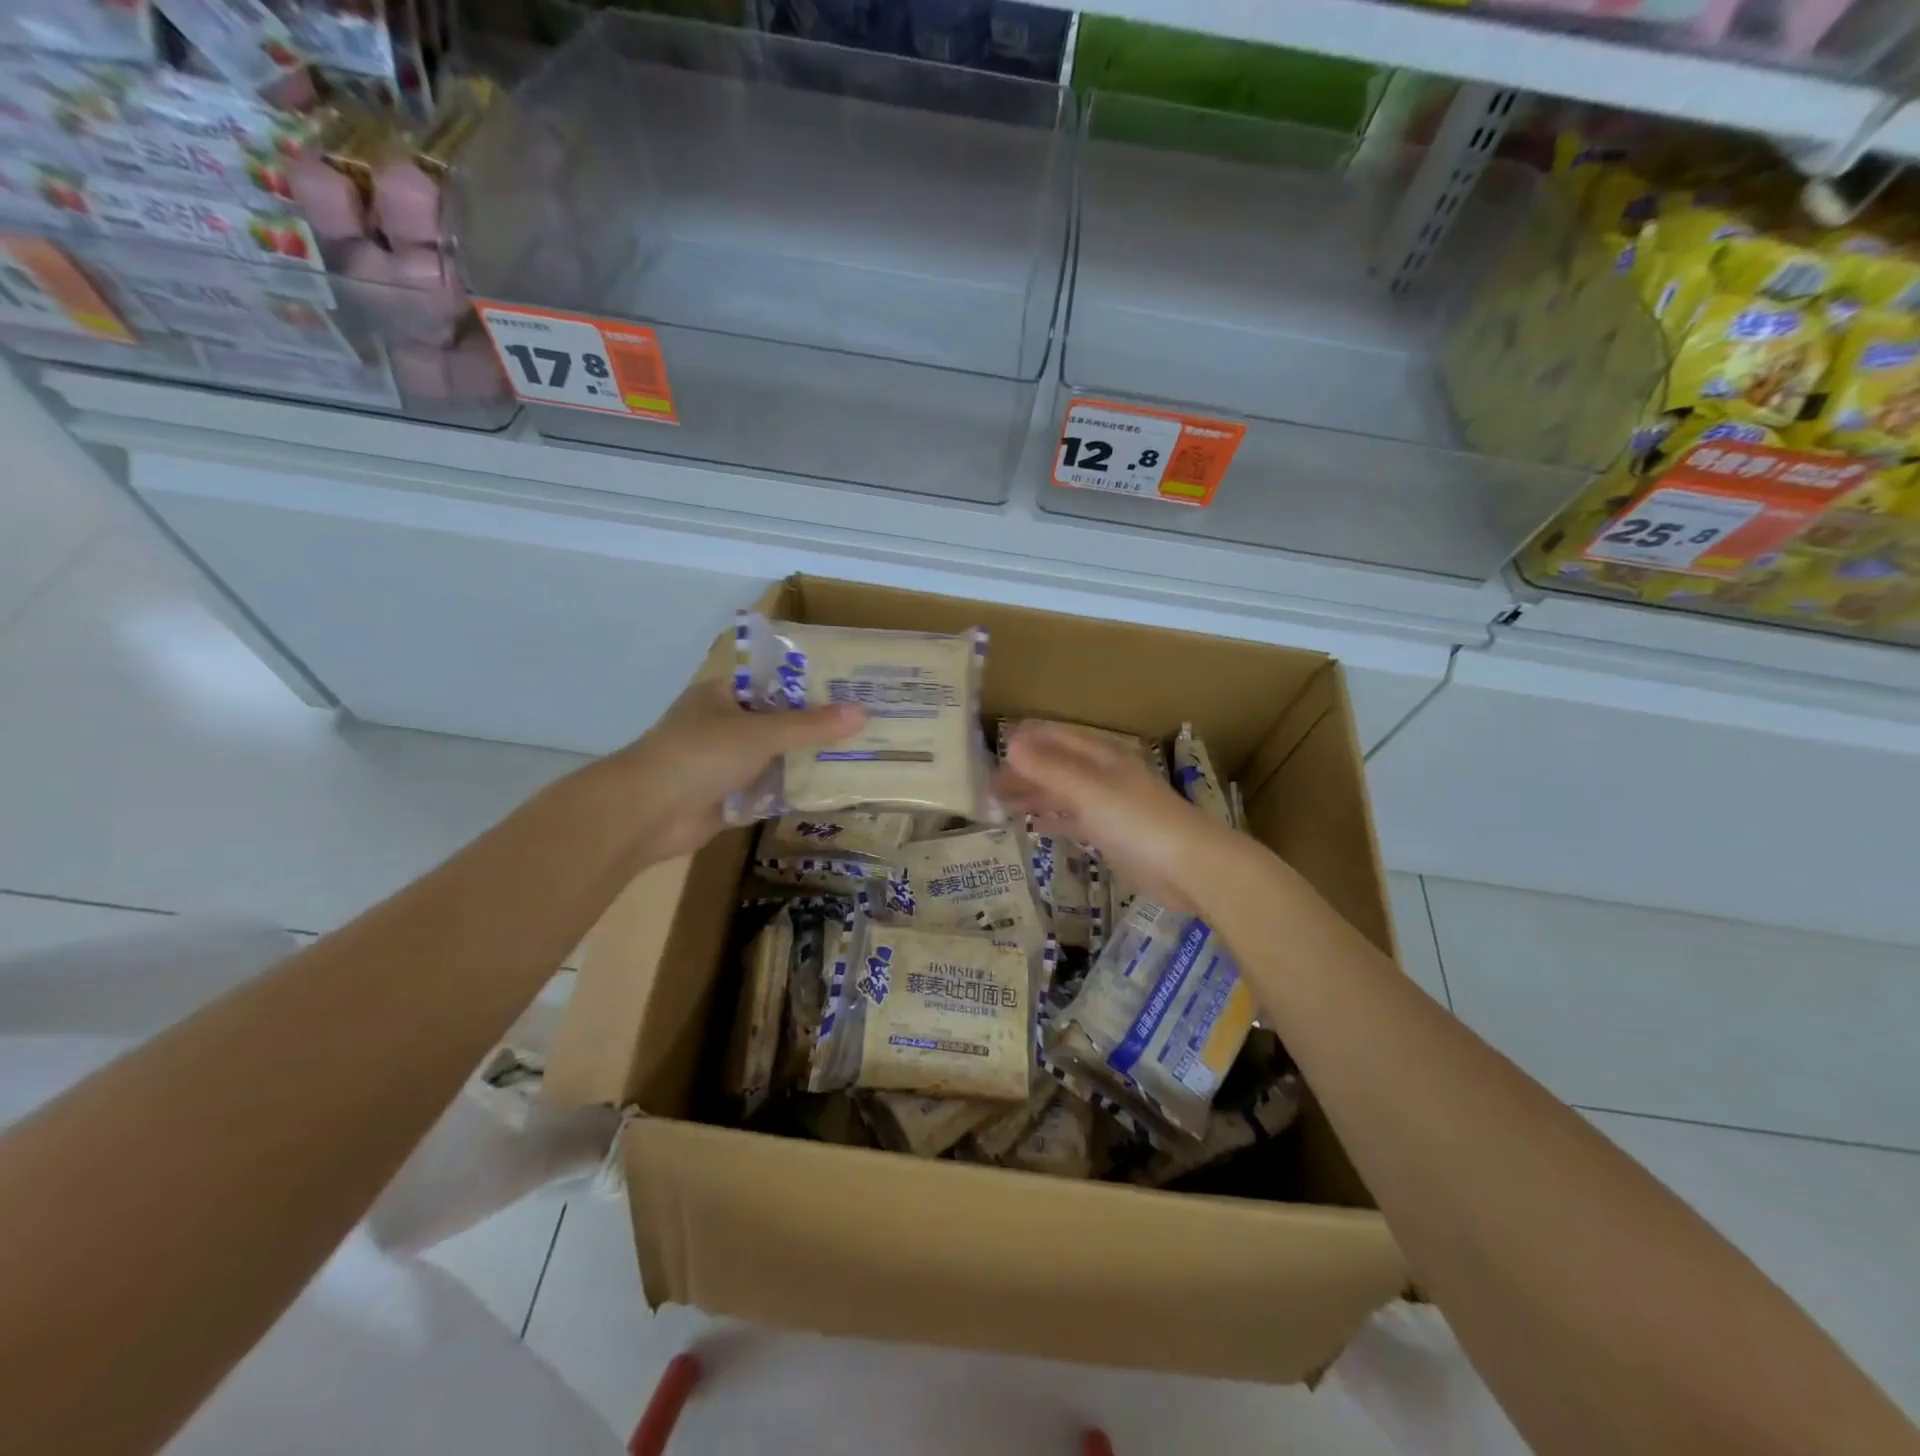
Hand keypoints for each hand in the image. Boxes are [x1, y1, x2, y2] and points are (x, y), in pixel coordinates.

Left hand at [604, 678, 864, 861]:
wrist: (647, 813)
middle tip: (864, 728)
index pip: (773, 684)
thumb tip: (862, 712)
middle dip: (814, 728)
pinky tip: (829, 792)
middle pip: (777, 723)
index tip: (849, 691)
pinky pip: (766, 790)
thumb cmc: (700, 755)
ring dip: (805, 762)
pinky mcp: (726, 798)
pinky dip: (790, 791)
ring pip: (773, 758)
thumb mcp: (761, 733)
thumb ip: (811, 726)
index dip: (810, 687)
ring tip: (856, 758)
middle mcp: (722, 726)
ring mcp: (723, 764)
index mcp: (722, 696)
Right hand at [994, 722, 1227, 912]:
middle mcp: (1101, 774)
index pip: (1054, 737)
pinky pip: (1071, 820)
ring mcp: (1106, 805)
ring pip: (1060, 793)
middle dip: (1020, 772)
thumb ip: (1049, 768)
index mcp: (1100, 755)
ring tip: (995, 804)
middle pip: (1054, 765)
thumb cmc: (1138, 820)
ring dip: (1031, 795)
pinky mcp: (1109, 835)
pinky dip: (1050, 818)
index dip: (1022, 741)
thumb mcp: (1089, 790)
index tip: (985, 752)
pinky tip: (1030, 825)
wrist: (1189, 867)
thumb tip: (1009, 743)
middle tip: (982, 786)